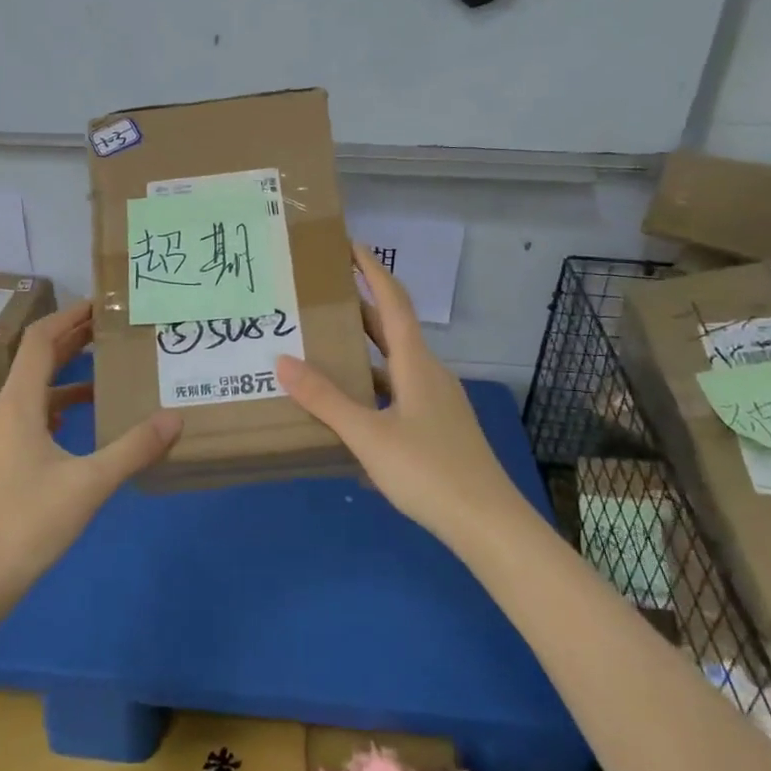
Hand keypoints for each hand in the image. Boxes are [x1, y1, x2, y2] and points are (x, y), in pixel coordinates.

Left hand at [0, 301, 182, 600]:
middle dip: (72, 341)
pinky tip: (79, 421)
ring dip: (66, 375)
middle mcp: (0, 411)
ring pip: (33, 391)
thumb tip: (174, 418)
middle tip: (112, 328)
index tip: (101, 304)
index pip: (39, 341)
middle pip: (36, 361)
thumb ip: (133, 449)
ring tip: (105, 371)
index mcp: (17, 404)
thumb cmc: (27, 523)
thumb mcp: (89, 484)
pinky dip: (56, 406)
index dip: (69, 317)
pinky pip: (29, 416)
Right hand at [276, 245, 522, 546]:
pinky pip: (398, 395)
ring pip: (394, 366)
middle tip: (322, 296)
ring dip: (363, 353)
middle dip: (361, 309)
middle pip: (393, 331)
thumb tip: (283, 361)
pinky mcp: (437, 429)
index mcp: (416, 365)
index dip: (373, 271)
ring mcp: (436, 403)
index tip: (350, 246)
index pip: (394, 302)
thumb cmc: (428, 471)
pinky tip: (349, 412)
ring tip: (324, 349)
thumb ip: (326, 400)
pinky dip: (372, 390)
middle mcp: (429, 375)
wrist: (487, 524)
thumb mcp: (369, 436)